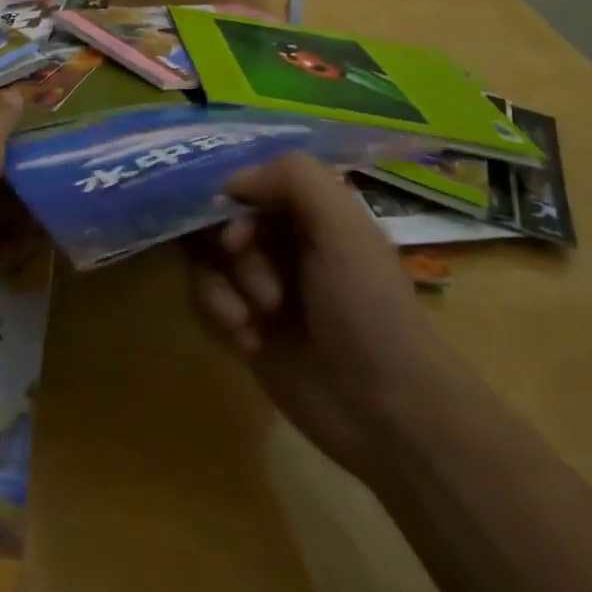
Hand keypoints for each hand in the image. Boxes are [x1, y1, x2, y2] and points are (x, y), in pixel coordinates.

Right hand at [190, 152, 435, 480]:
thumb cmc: (368, 309)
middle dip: (232, 250)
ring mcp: (261, 284)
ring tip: (253, 319)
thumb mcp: (344, 229)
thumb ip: (294, 179)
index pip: (252, 181)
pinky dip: (218, 313)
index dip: (235, 200)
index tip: (237, 229)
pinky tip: (249, 341)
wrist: (385, 412)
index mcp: (313, 212)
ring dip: (221, 285)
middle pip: (221, 218)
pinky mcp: (244, 324)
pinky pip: (205, 298)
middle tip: (261, 285)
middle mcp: (284, 241)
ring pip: (207, 258)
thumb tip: (231, 181)